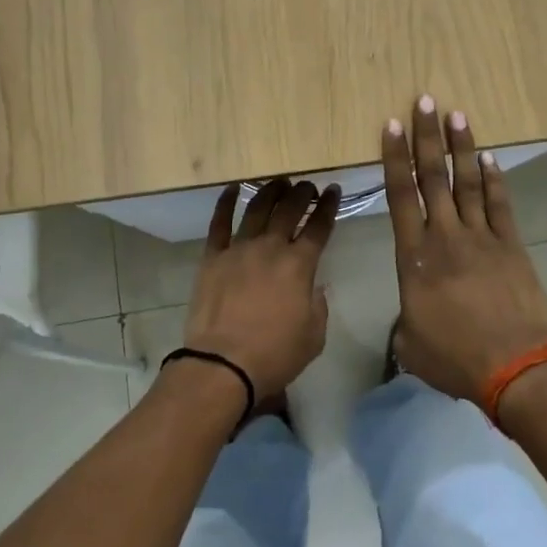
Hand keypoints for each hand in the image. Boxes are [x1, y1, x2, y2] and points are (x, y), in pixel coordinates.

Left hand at [183, 178, 340, 401]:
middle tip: (307, 186)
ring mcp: (239, 248)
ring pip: (257, 208)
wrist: (223, 364)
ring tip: (278, 182)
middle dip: (302, 193)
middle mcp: (271, 247)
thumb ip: (318, 305)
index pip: (319, 226)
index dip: (328, 206)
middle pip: (289, 209)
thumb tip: (314, 287)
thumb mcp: (314, 336)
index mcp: (300, 265)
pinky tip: (232, 188)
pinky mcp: (213, 256)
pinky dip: (226, 202)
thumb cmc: (274, 354)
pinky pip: (219, 222)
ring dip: (270, 191)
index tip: (333, 190)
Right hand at [381, 98, 546, 405]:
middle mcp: (446, 236)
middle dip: (426, 137)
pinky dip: (494, 179)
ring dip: (460, 147)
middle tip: (424, 101)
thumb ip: (405, 321)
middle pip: (433, 177)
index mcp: (414, 257)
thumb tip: (410, 316)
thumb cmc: (457, 358)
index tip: (392, 126)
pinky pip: (499, 204)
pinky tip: (489, 158)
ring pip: (467, 182)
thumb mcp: (411, 344)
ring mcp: (482, 237)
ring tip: (456, 115)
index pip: (400, 196)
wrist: (517, 368)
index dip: (395, 158)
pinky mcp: (511, 245)